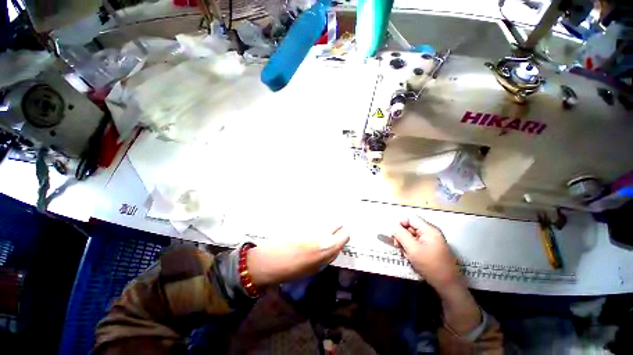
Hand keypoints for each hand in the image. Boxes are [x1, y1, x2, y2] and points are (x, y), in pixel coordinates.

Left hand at [247, 226, 349, 286]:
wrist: (272, 260)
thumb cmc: (294, 270)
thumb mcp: (316, 268)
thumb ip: (328, 256)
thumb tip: (334, 247)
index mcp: (329, 247)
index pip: (345, 235)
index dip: (343, 236)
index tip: (341, 237)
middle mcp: (324, 233)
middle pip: (337, 223)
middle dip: (336, 228)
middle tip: (331, 231)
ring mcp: (314, 225)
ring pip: (326, 220)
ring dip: (324, 224)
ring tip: (318, 229)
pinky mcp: (304, 220)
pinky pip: (315, 220)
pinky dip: (315, 223)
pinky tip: (309, 228)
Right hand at [392, 216, 460, 291]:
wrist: (448, 286)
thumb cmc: (430, 266)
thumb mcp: (412, 249)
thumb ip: (401, 235)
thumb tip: (393, 226)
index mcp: (429, 230)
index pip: (411, 218)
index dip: (401, 224)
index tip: (395, 235)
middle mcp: (431, 233)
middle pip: (411, 227)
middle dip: (402, 236)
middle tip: (398, 246)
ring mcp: (432, 241)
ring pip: (412, 236)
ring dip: (406, 244)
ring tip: (406, 254)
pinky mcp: (432, 249)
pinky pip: (417, 244)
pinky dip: (412, 249)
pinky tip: (411, 258)